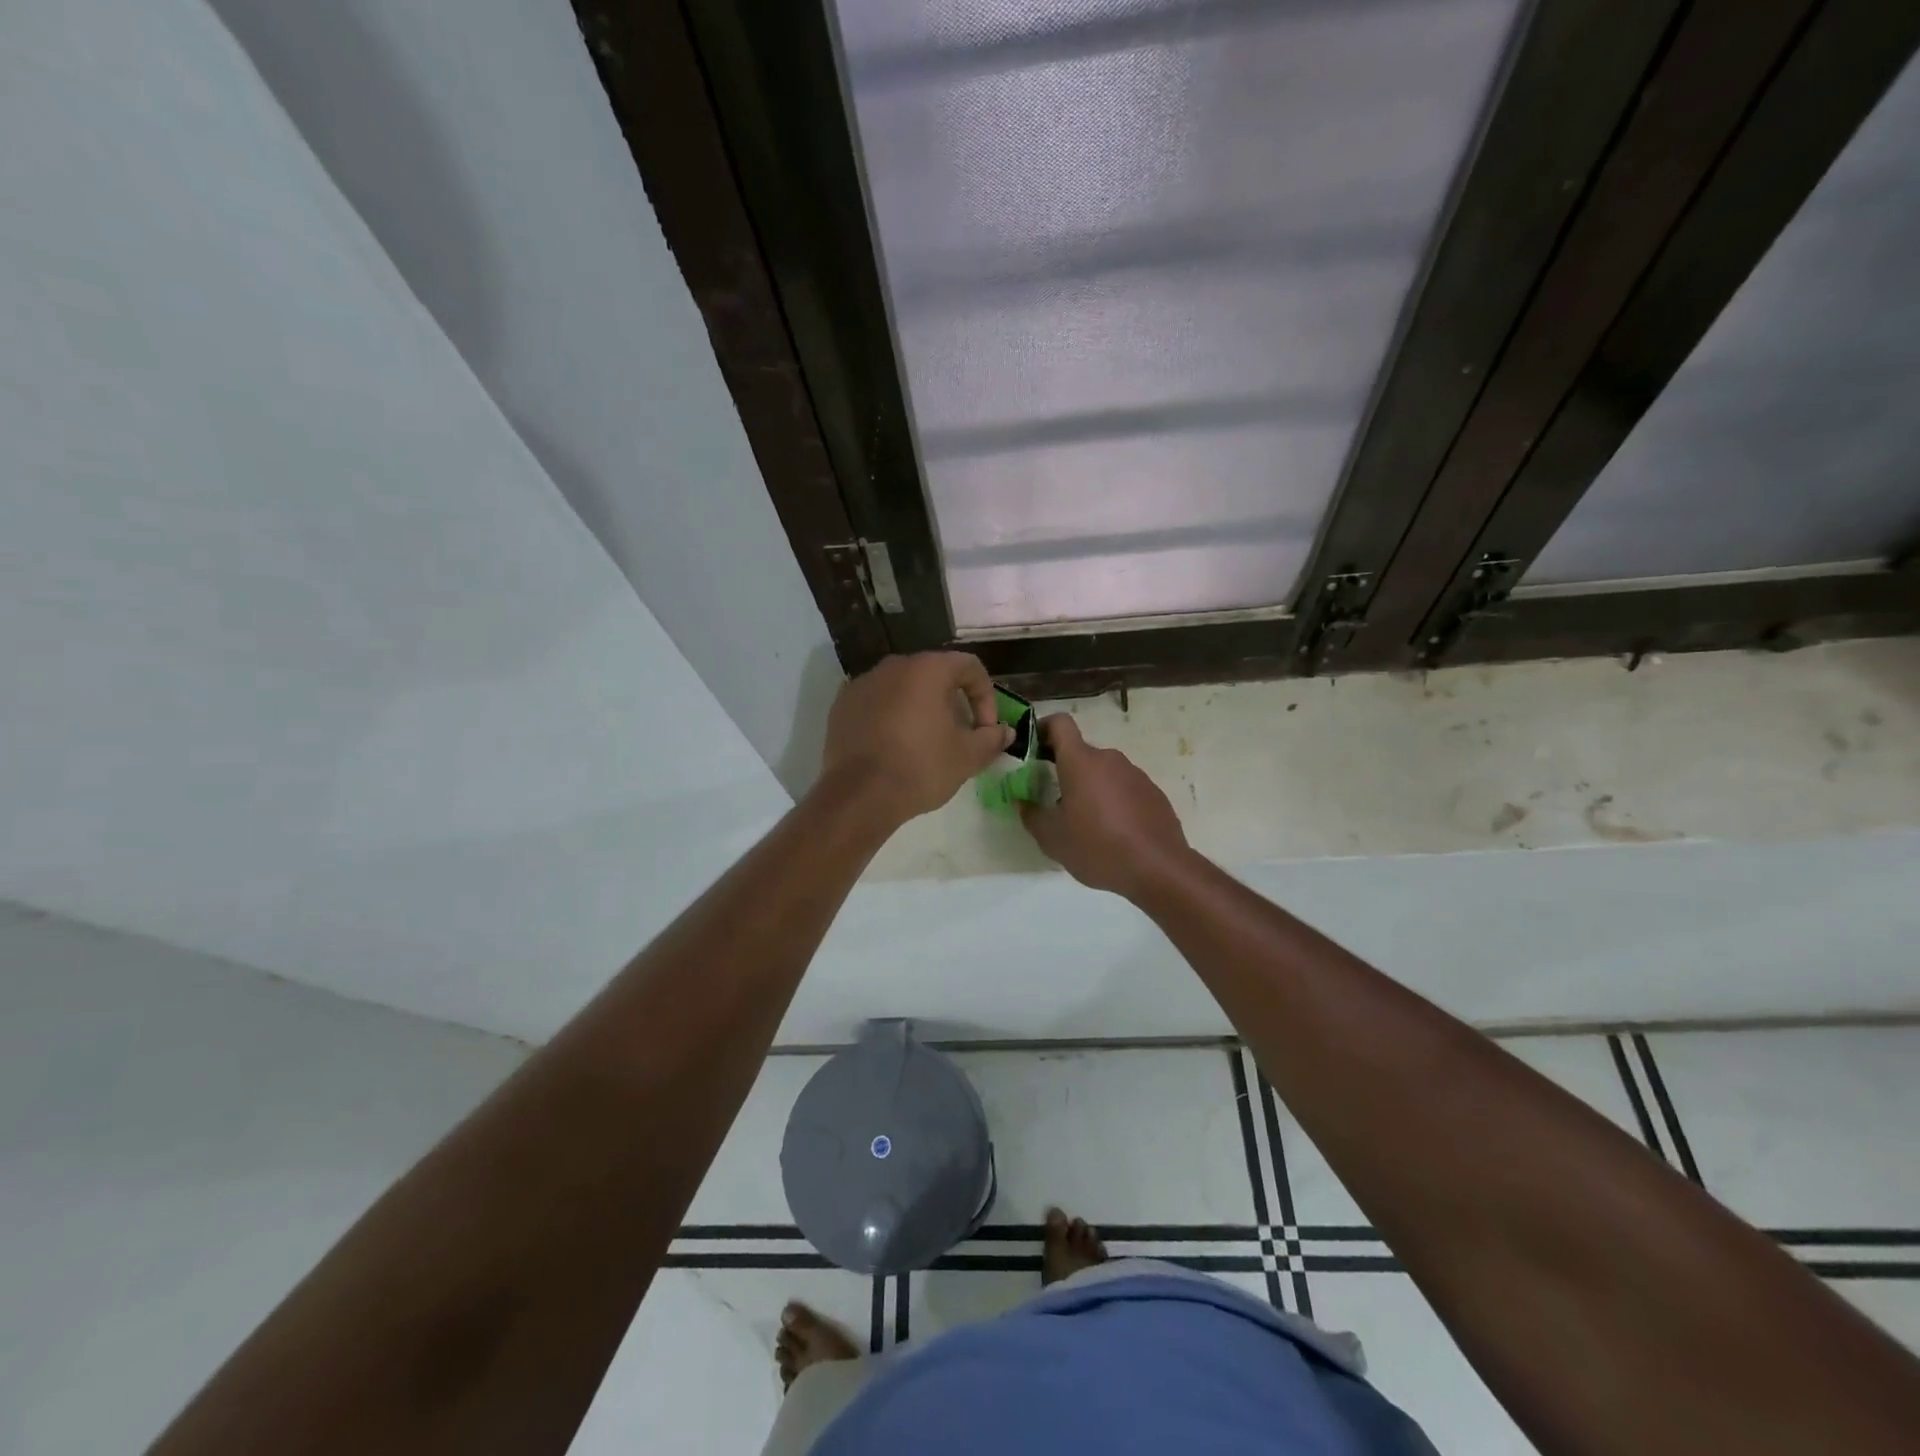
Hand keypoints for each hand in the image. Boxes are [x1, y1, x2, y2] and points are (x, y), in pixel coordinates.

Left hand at [820, 652, 1012, 824]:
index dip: (986, 696)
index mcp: (928, 669)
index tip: (985, 729)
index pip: (969, 667)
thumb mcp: (968, 757)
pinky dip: (891, 716)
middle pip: (934, 674)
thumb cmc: (921, 768)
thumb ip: (991, 738)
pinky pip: (877, 702)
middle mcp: (894, 665)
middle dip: (953, 701)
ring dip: (921, 708)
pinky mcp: (842, 704)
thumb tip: (1005, 732)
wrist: (860, 795)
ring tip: (926, 741)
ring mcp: (863, 683)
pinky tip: (894, 745)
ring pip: (903, 688)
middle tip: (959, 734)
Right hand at [1018, 715, 1190, 898]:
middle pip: (1080, 752)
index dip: (1043, 728)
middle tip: (1052, 800)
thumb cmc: (1098, 848)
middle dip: (1064, 769)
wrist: (1159, 868)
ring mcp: (1135, 774)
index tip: (1032, 749)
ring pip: (1102, 771)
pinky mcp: (1153, 792)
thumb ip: (1032, 815)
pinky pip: (1123, 787)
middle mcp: (1109, 759)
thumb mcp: (1053, 839)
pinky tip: (1112, 831)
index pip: (1060, 724)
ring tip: (1084, 821)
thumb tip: (1023, 802)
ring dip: (1089, 787)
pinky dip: (1112, 800)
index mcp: (1081, 762)